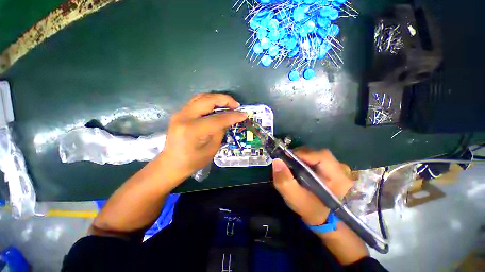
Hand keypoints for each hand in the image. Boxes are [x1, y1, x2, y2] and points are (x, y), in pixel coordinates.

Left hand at [162, 93, 246, 176]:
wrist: (171, 164)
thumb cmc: (192, 161)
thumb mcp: (211, 149)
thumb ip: (221, 131)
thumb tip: (230, 119)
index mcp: (192, 130)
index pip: (217, 118)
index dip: (233, 116)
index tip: (244, 114)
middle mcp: (184, 117)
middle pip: (208, 100)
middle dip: (225, 100)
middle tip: (237, 105)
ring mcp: (180, 113)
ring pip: (202, 97)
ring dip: (217, 98)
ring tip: (229, 104)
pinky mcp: (180, 113)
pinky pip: (197, 101)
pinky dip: (210, 101)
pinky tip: (218, 107)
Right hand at [272, 147, 352, 225]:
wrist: (322, 217)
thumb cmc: (309, 208)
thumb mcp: (294, 198)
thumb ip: (284, 181)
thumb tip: (277, 161)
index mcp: (337, 178)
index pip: (321, 156)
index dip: (302, 154)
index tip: (286, 157)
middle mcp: (341, 170)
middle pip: (319, 153)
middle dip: (301, 155)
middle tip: (287, 160)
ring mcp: (338, 168)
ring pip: (317, 154)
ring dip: (303, 156)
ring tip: (293, 163)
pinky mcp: (333, 168)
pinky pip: (318, 157)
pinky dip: (307, 159)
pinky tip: (300, 166)